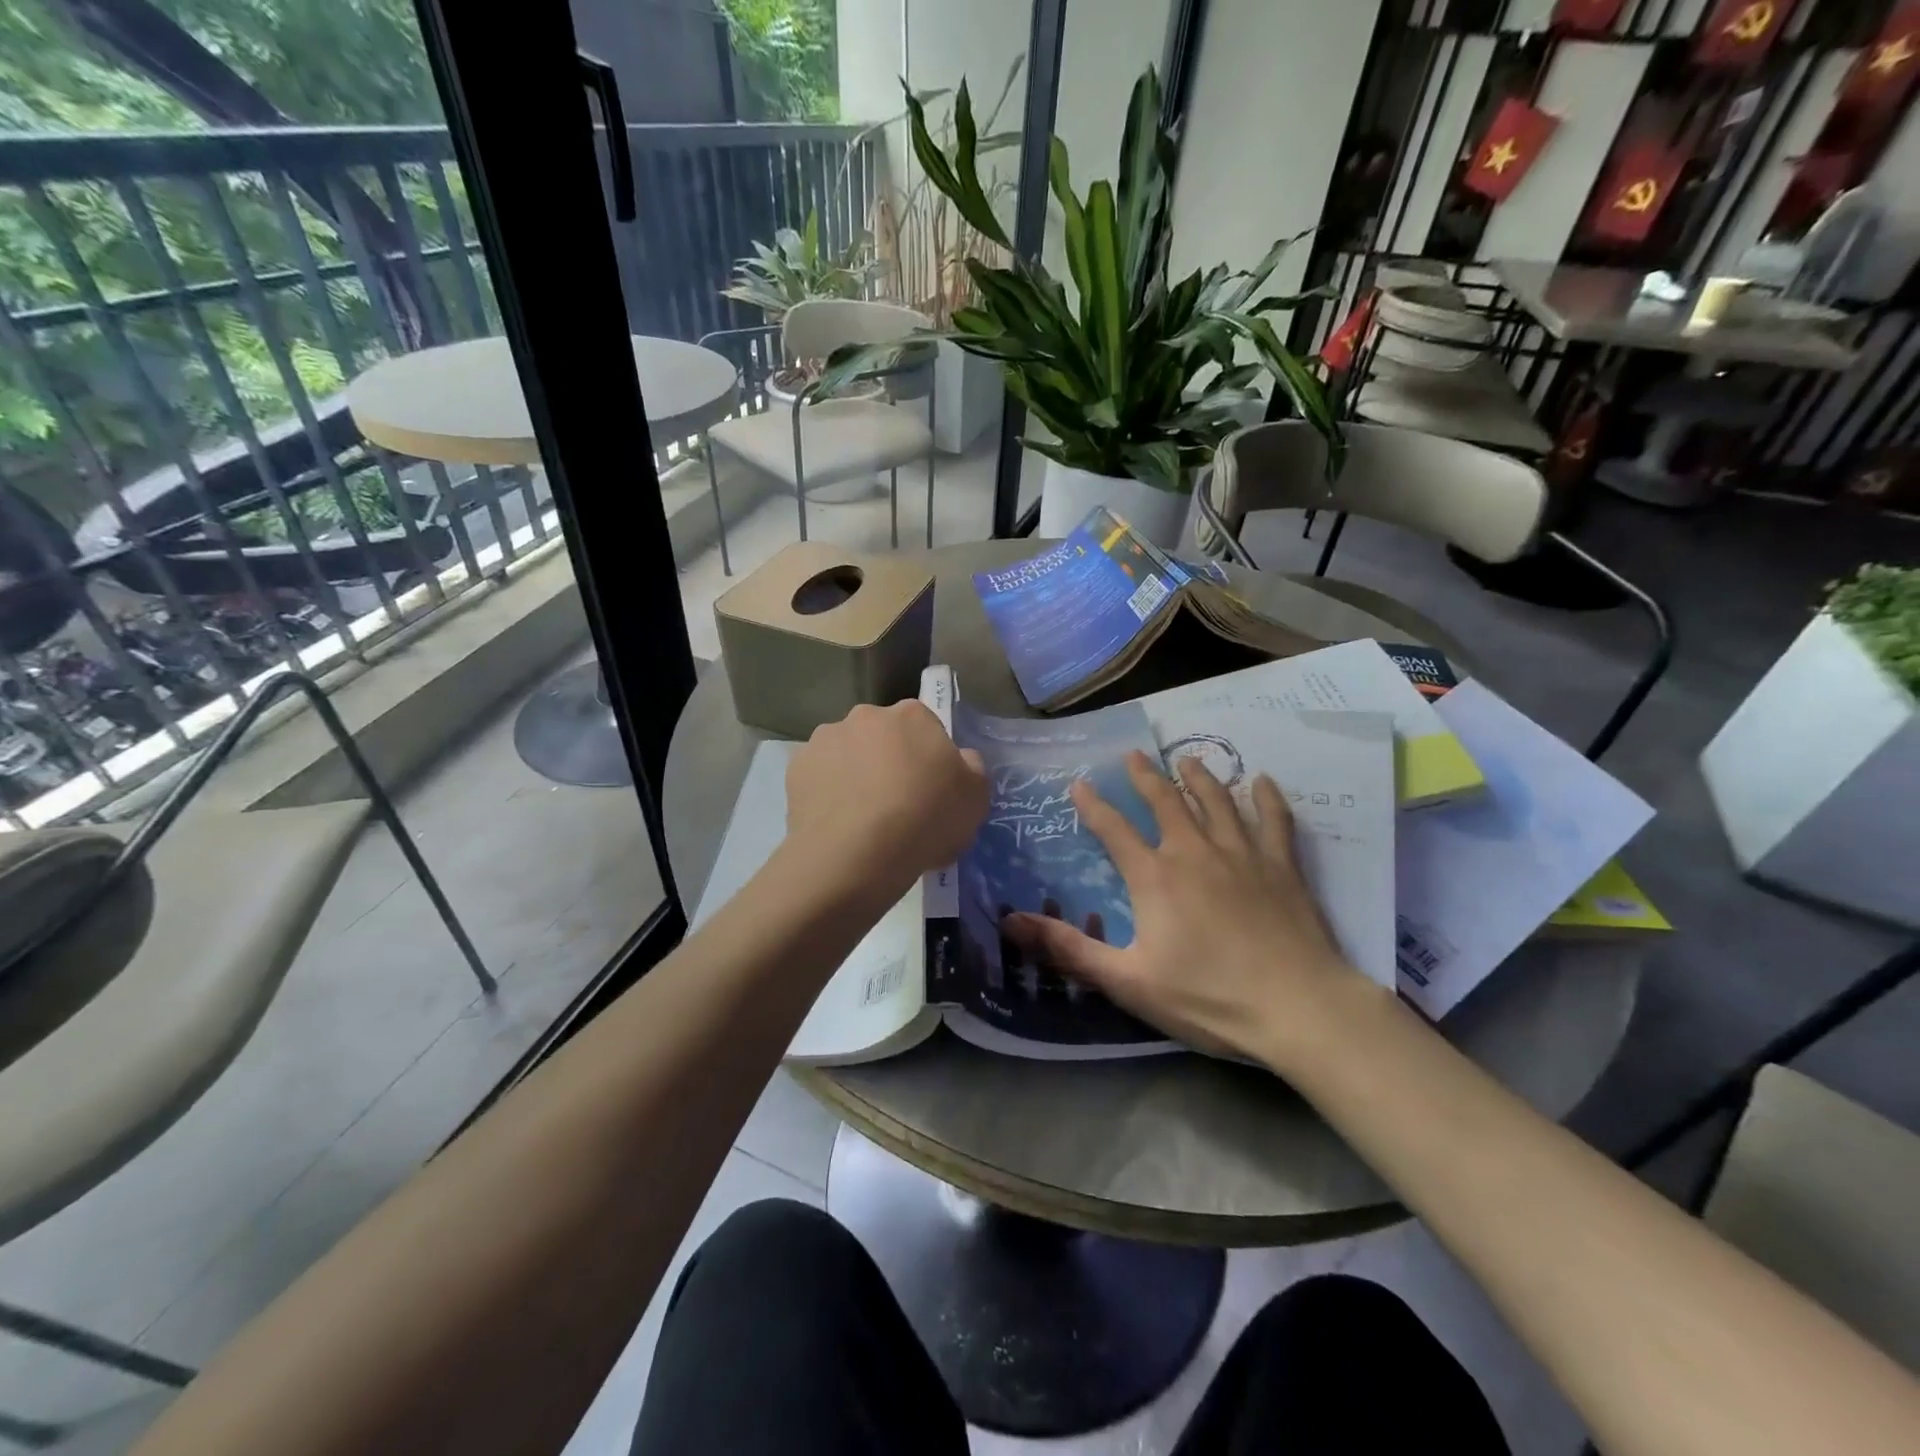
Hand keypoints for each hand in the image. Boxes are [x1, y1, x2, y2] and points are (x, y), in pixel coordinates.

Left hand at [785, 701, 987, 896]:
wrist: (855, 855)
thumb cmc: (925, 820)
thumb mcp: (976, 799)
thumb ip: (971, 769)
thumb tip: (960, 759)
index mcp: (912, 715)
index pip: (926, 727)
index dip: (930, 758)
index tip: (930, 789)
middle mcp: (865, 715)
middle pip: (883, 736)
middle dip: (888, 761)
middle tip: (897, 805)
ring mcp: (825, 739)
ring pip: (847, 755)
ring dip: (855, 774)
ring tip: (862, 820)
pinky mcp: (796, 769)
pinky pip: (819, 778)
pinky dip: (827, 794)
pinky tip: (837, 824)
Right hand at [1004, 752, 1369, 1065]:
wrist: (1298, 1008)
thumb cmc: (1208, 997)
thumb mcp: (1128, 981)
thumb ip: (1069, 949)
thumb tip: (1010, 922)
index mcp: (1155, 877)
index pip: (1114, 830)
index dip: (1093, 806)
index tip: (1078, 784)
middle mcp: (1195, 852)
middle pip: (1166, 802)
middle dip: (1146, 776)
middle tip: (1134, 754)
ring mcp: (1243, 854)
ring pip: (1217, 801)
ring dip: (1199, 777)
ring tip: (1187, 759)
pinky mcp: (1282, 866)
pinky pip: (1274, 821)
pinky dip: (1267, 798)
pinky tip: (1263, 781)